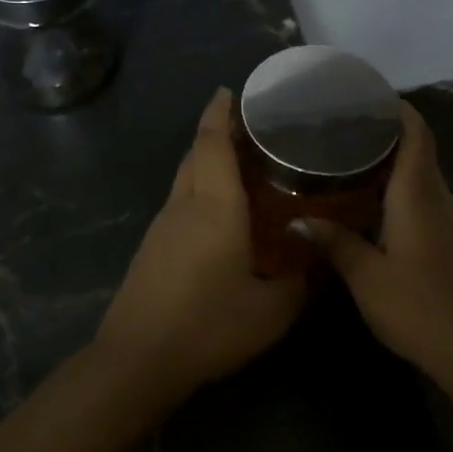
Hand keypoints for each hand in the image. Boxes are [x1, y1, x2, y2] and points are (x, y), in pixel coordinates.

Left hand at [94, 88, 307, 400]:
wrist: (137, 359)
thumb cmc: (208, 325)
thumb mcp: (271, 311)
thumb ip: (298, 282)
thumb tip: (315, 264)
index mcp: (214, 207)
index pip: (212, 143)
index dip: (220, 112)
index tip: (231, 91)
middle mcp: (184, 206)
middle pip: (195, 154)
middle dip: (216, 133)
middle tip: (250, 131)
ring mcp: (161, 227)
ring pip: (184, 179)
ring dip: (207, 163)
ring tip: (242, 169)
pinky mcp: (151, 249)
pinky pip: (179, 204)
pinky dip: (199, 192)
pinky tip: (220, 216)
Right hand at [293, 101, 452, 386]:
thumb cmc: (420, 309)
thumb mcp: (367, 278)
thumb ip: (335, 243)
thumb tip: (298, 219)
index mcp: (419, 195)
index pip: (416, 133)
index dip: (396, 109)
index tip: (366, 97)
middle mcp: (441, 200)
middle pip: (418, 152)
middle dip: (385, 136)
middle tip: (341, 134)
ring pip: (422, 180)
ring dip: (392, 168)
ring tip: (349, 168)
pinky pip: (427, 204)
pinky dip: (401, 195)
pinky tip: (374, 213)